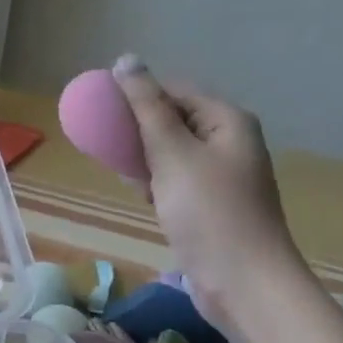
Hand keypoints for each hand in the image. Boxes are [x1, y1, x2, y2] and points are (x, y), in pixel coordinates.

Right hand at [111, 54, 306, 331]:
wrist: (242, 282)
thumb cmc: (208, 212)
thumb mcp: (172, 153)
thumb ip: (146, 107)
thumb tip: (127, 60)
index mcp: (227, 121)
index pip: (175, 91)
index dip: (137, 95)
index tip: (99, 110)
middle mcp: (229, 142)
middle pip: (173, 120)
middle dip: (137, 131)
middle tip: (104, 144)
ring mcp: (222, 176)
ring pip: (171, 153)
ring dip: (144, 159)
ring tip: (122, 174)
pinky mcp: (211, 205)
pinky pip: (176, 180)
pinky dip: (156, 183)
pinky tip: (141, 197)